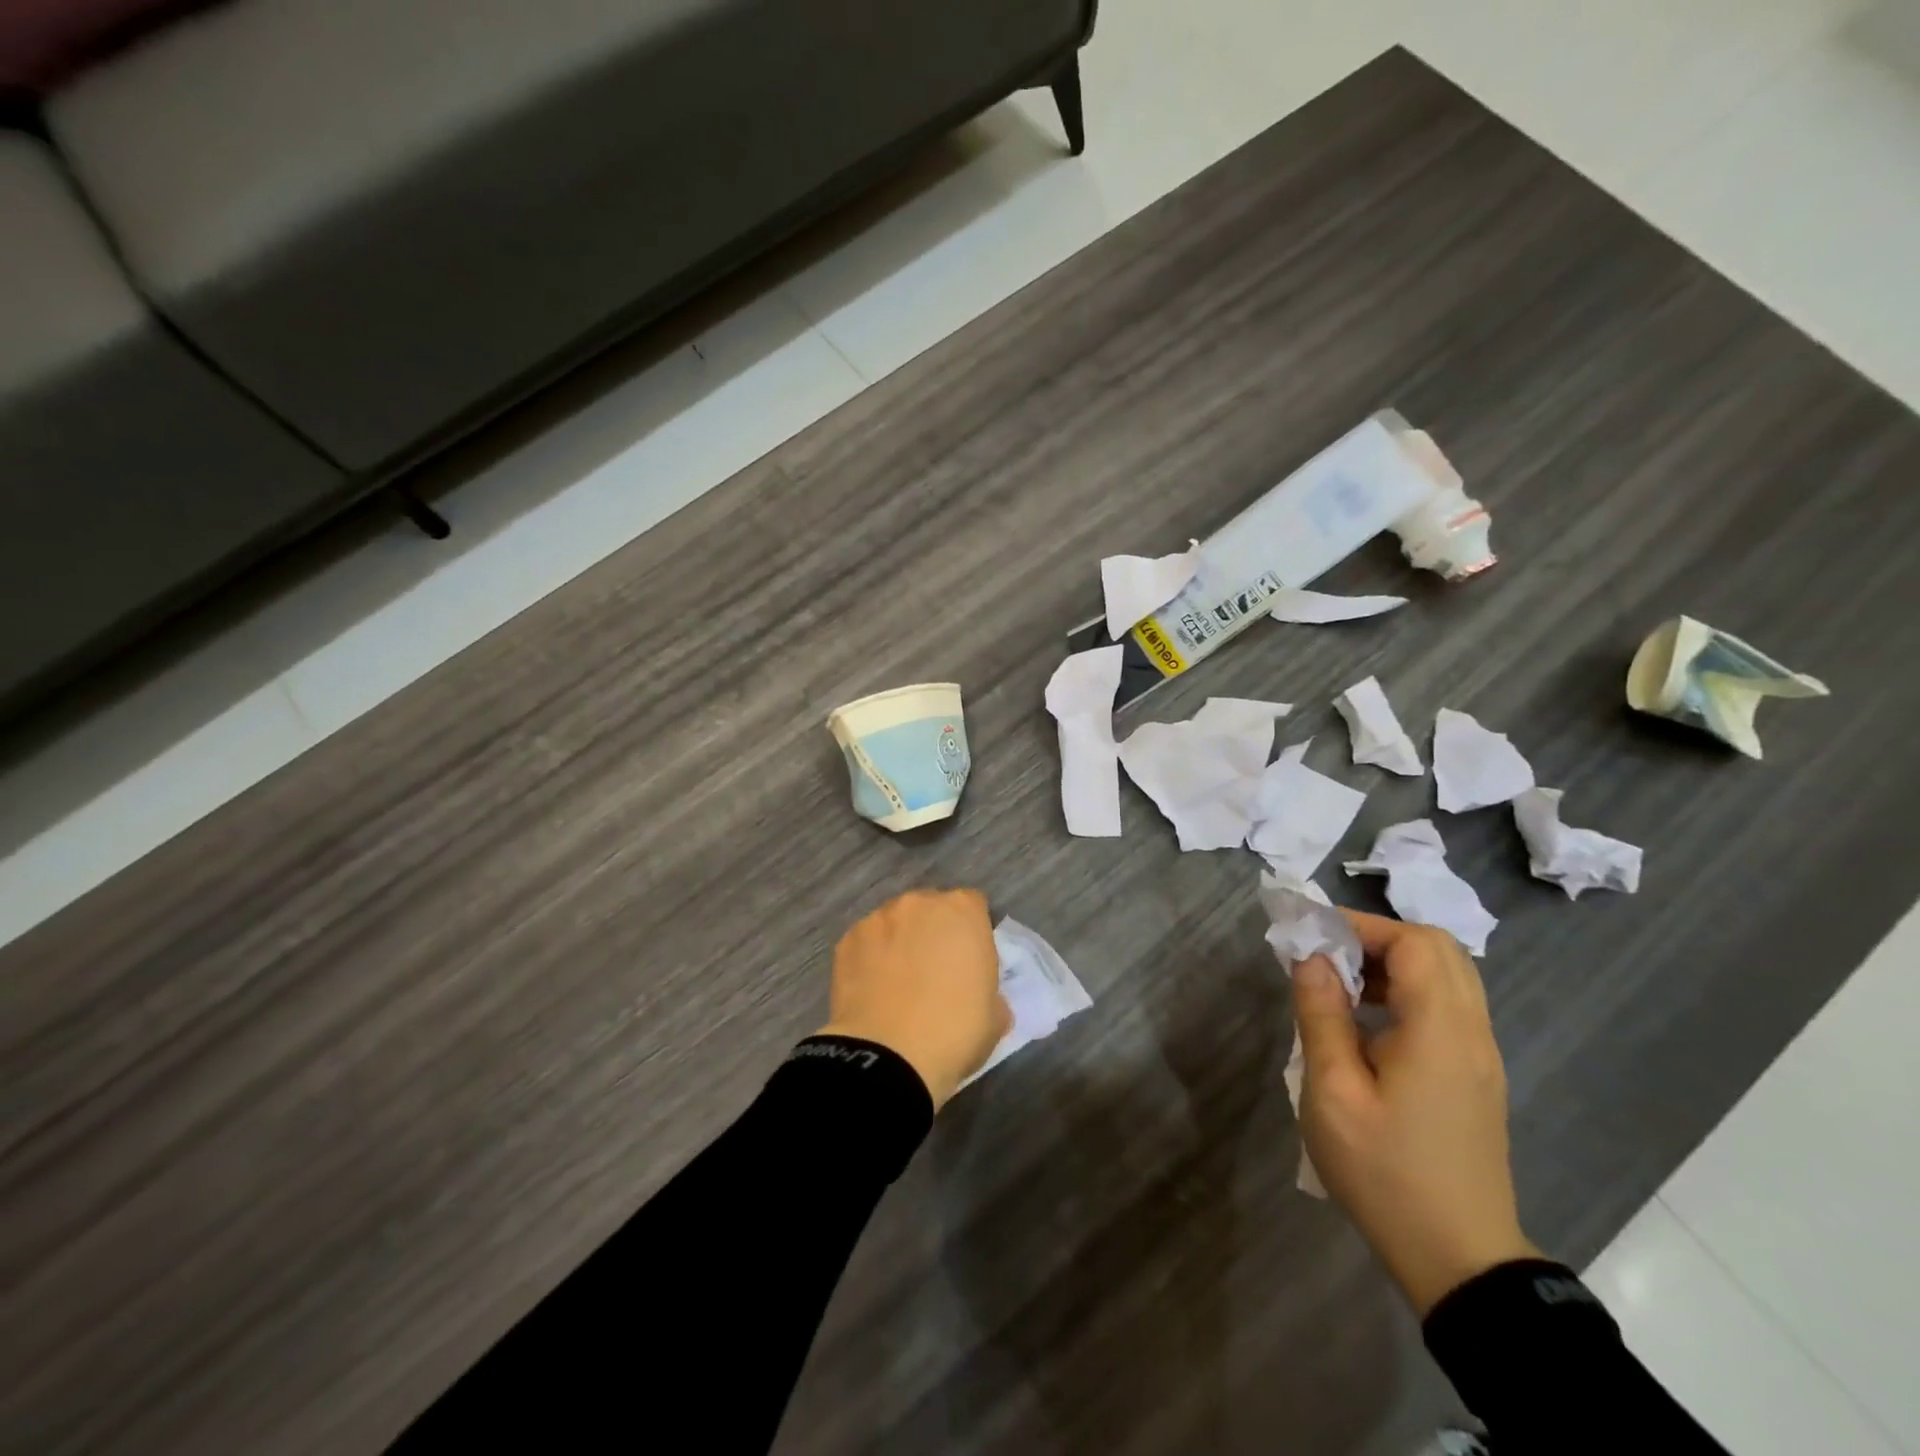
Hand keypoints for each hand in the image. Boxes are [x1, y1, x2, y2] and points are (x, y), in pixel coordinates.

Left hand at [818, 889, 1010, 1110]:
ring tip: (897, 983)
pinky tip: (872, 991)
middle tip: (934, 972)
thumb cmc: (955, 1031)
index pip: (972, 905)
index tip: (969, 960)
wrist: (889, 1056)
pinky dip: (870, 959)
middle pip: (931, 909)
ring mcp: (879, 918)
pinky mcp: (847, 940)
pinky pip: (866, 943)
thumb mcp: (995, 1017)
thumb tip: (983, 1000)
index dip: (972, 931)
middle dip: (933, 932)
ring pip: (895, 923)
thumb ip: (991, 993)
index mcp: (963, 911)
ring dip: (900, 942)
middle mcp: (920, 903)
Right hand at [1292, 910, 1539, 1315]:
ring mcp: (1481, 1057)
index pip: (1415, 942)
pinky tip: (1367, 1023)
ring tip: (1340, 986)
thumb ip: (1321, 1016)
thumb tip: (1311, 958)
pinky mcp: (1476, 1077)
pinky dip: (1407, 992)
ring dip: (1393, 964)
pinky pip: (1448, 1007)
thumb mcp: (1333, 1093)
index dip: (1363, 925)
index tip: (1312, 935)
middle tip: (1326, 956)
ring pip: (1447, 977)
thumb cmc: (1385, 1173)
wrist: (1459, 1261)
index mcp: (1440, 1032)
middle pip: (1438, 949)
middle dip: (1378, 938)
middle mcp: (1472, 1033)